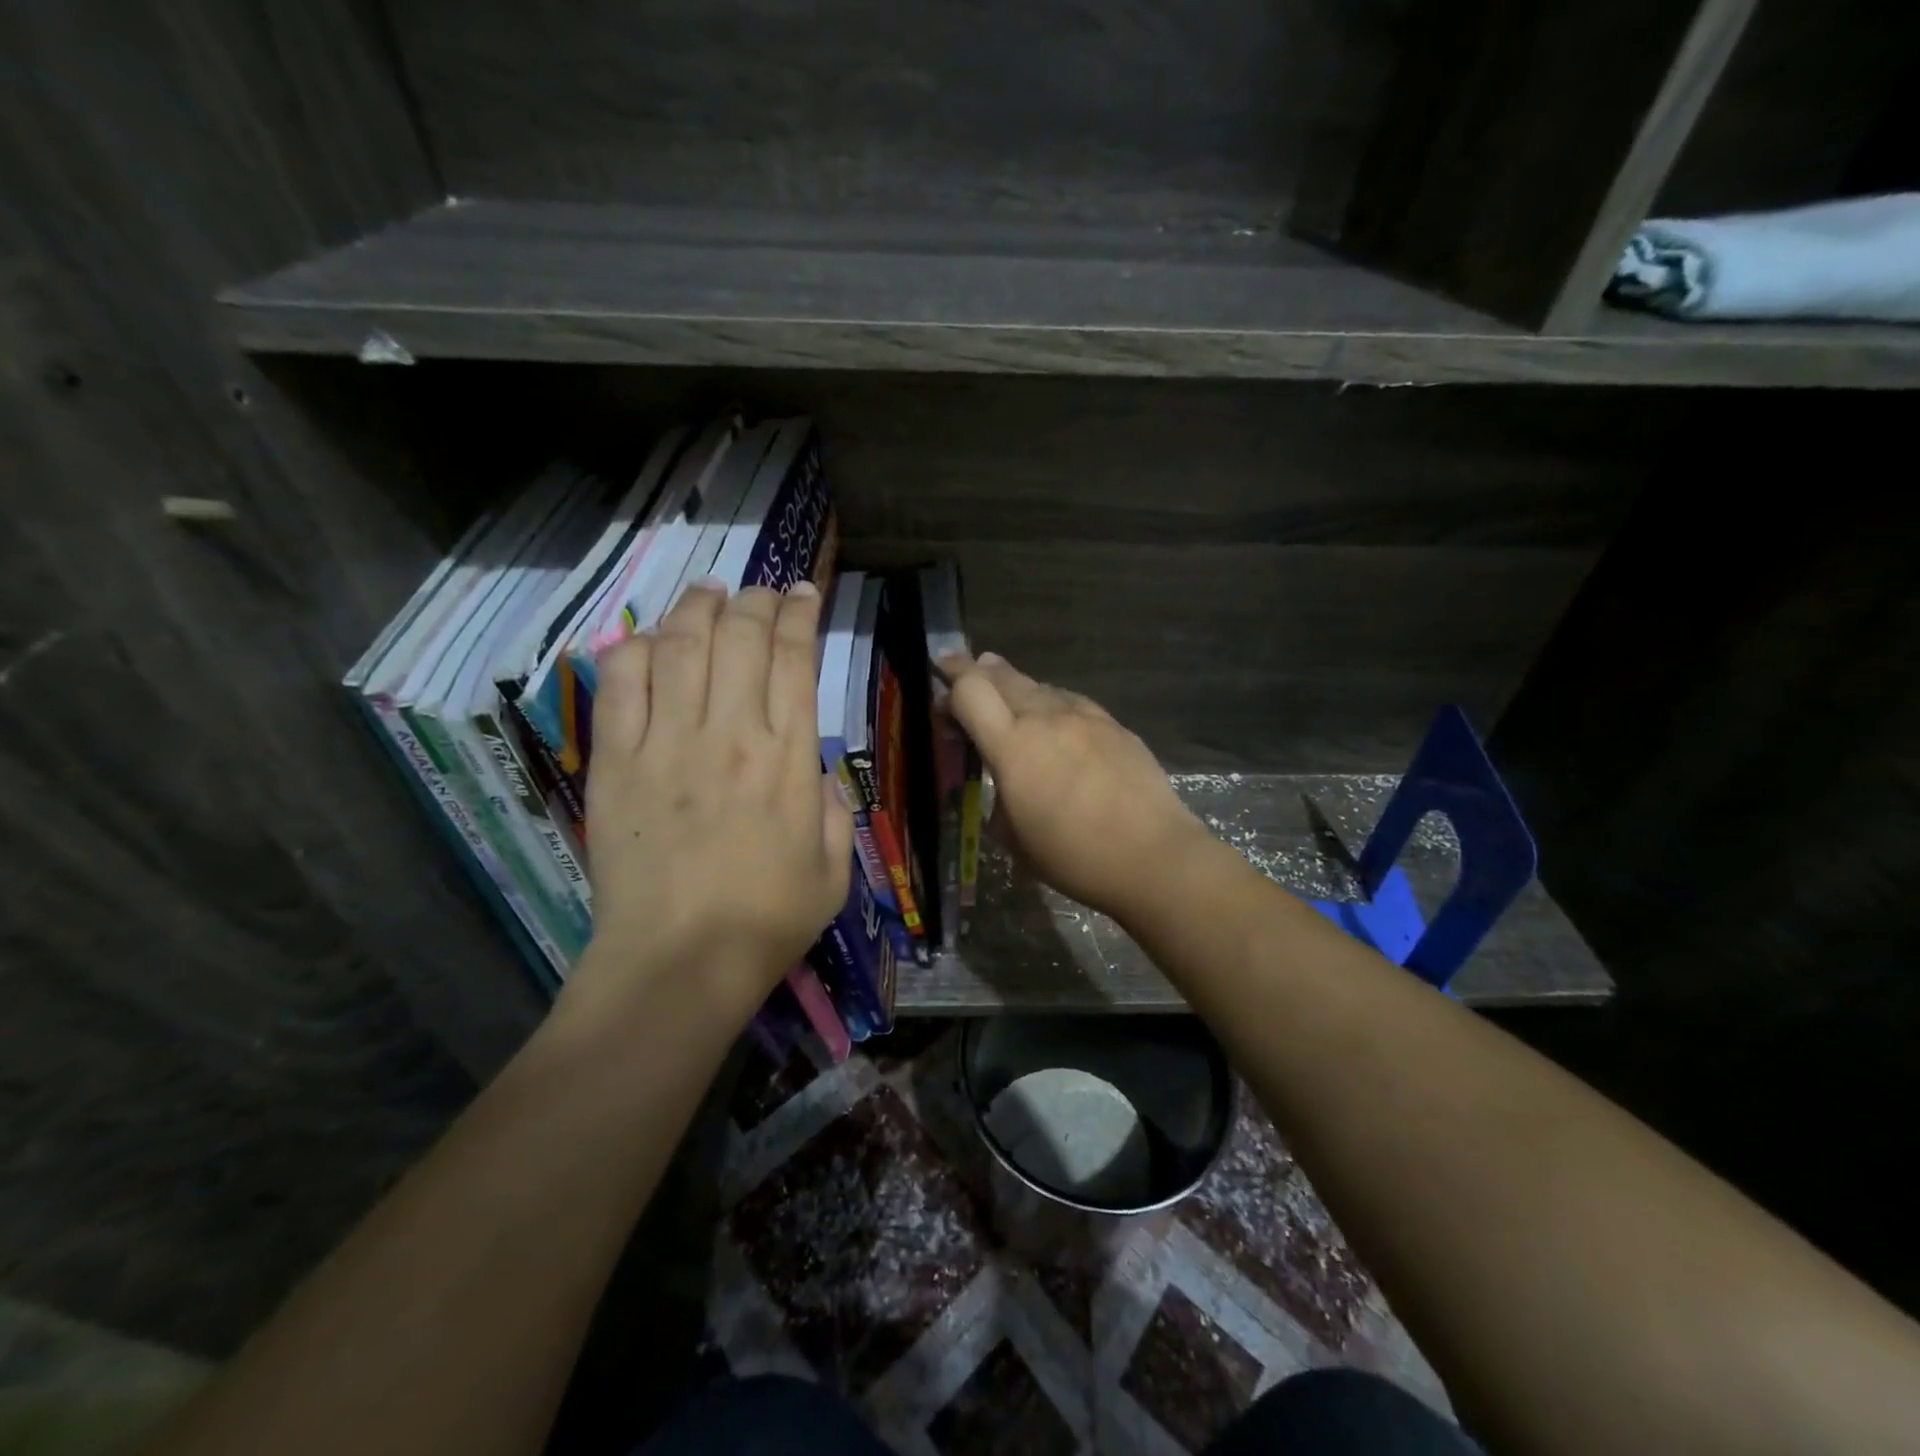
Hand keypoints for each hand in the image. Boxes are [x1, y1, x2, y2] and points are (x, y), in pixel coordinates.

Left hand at [572, 580, 852, 1025]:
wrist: (679, 963)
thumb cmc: (768, 920)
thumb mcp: (834, 868)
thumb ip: (831, 808)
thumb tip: (809, 768)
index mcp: (788, 759)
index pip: (794, 659)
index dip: (800, 615)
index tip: (803, 594)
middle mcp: (730, 734)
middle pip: (740, 637)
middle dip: (755, 601)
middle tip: (761, 593)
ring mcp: (668, 743)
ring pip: (680, 645)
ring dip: (697, 608)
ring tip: (709, 594)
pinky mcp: (616, 761)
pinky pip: (620, 683)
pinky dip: (633, 649)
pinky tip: (647, 640)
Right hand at [939, 652, 1207, 921]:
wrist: (1153, 856)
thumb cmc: (1074, 858)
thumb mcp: (1015, 840)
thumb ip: (999, 801)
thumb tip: (1005, 786)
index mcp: (1013, 748)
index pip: (970, 690)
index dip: (950, 680)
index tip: (940, 682)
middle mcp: (1046, 719)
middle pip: (1002, 675)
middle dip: (976, 671)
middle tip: (961, 671)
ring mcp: (1085, 717)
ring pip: (1040, 685)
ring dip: (1016, 687)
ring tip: (1009, 697)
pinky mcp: (1115, 725)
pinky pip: (1072, 702)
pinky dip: (1052, 704)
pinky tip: (1056, 721)